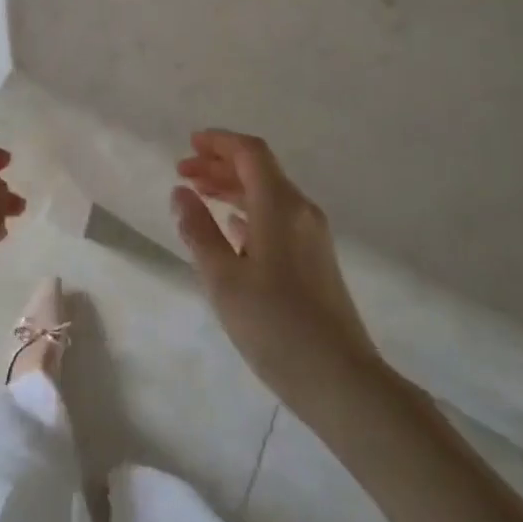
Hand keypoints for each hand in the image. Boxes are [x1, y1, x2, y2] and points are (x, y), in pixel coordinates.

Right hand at [173, 130, 380, 409]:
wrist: (341, 379)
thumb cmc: (275, 325)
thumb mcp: (224, 278)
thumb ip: (199, 231)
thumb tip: (181, 193)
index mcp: (280, 206)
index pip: (251, 153)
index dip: (219, 142)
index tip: (189, 144)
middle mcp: (300, 211)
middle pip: (259, 170)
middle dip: (220, 164)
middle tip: (183, 170)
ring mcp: (311, 236)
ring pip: (268, 194)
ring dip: (232, 187)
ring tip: (198, 194)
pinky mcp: (314, 259)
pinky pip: (276, 217)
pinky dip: (248, 211)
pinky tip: (231, 227)